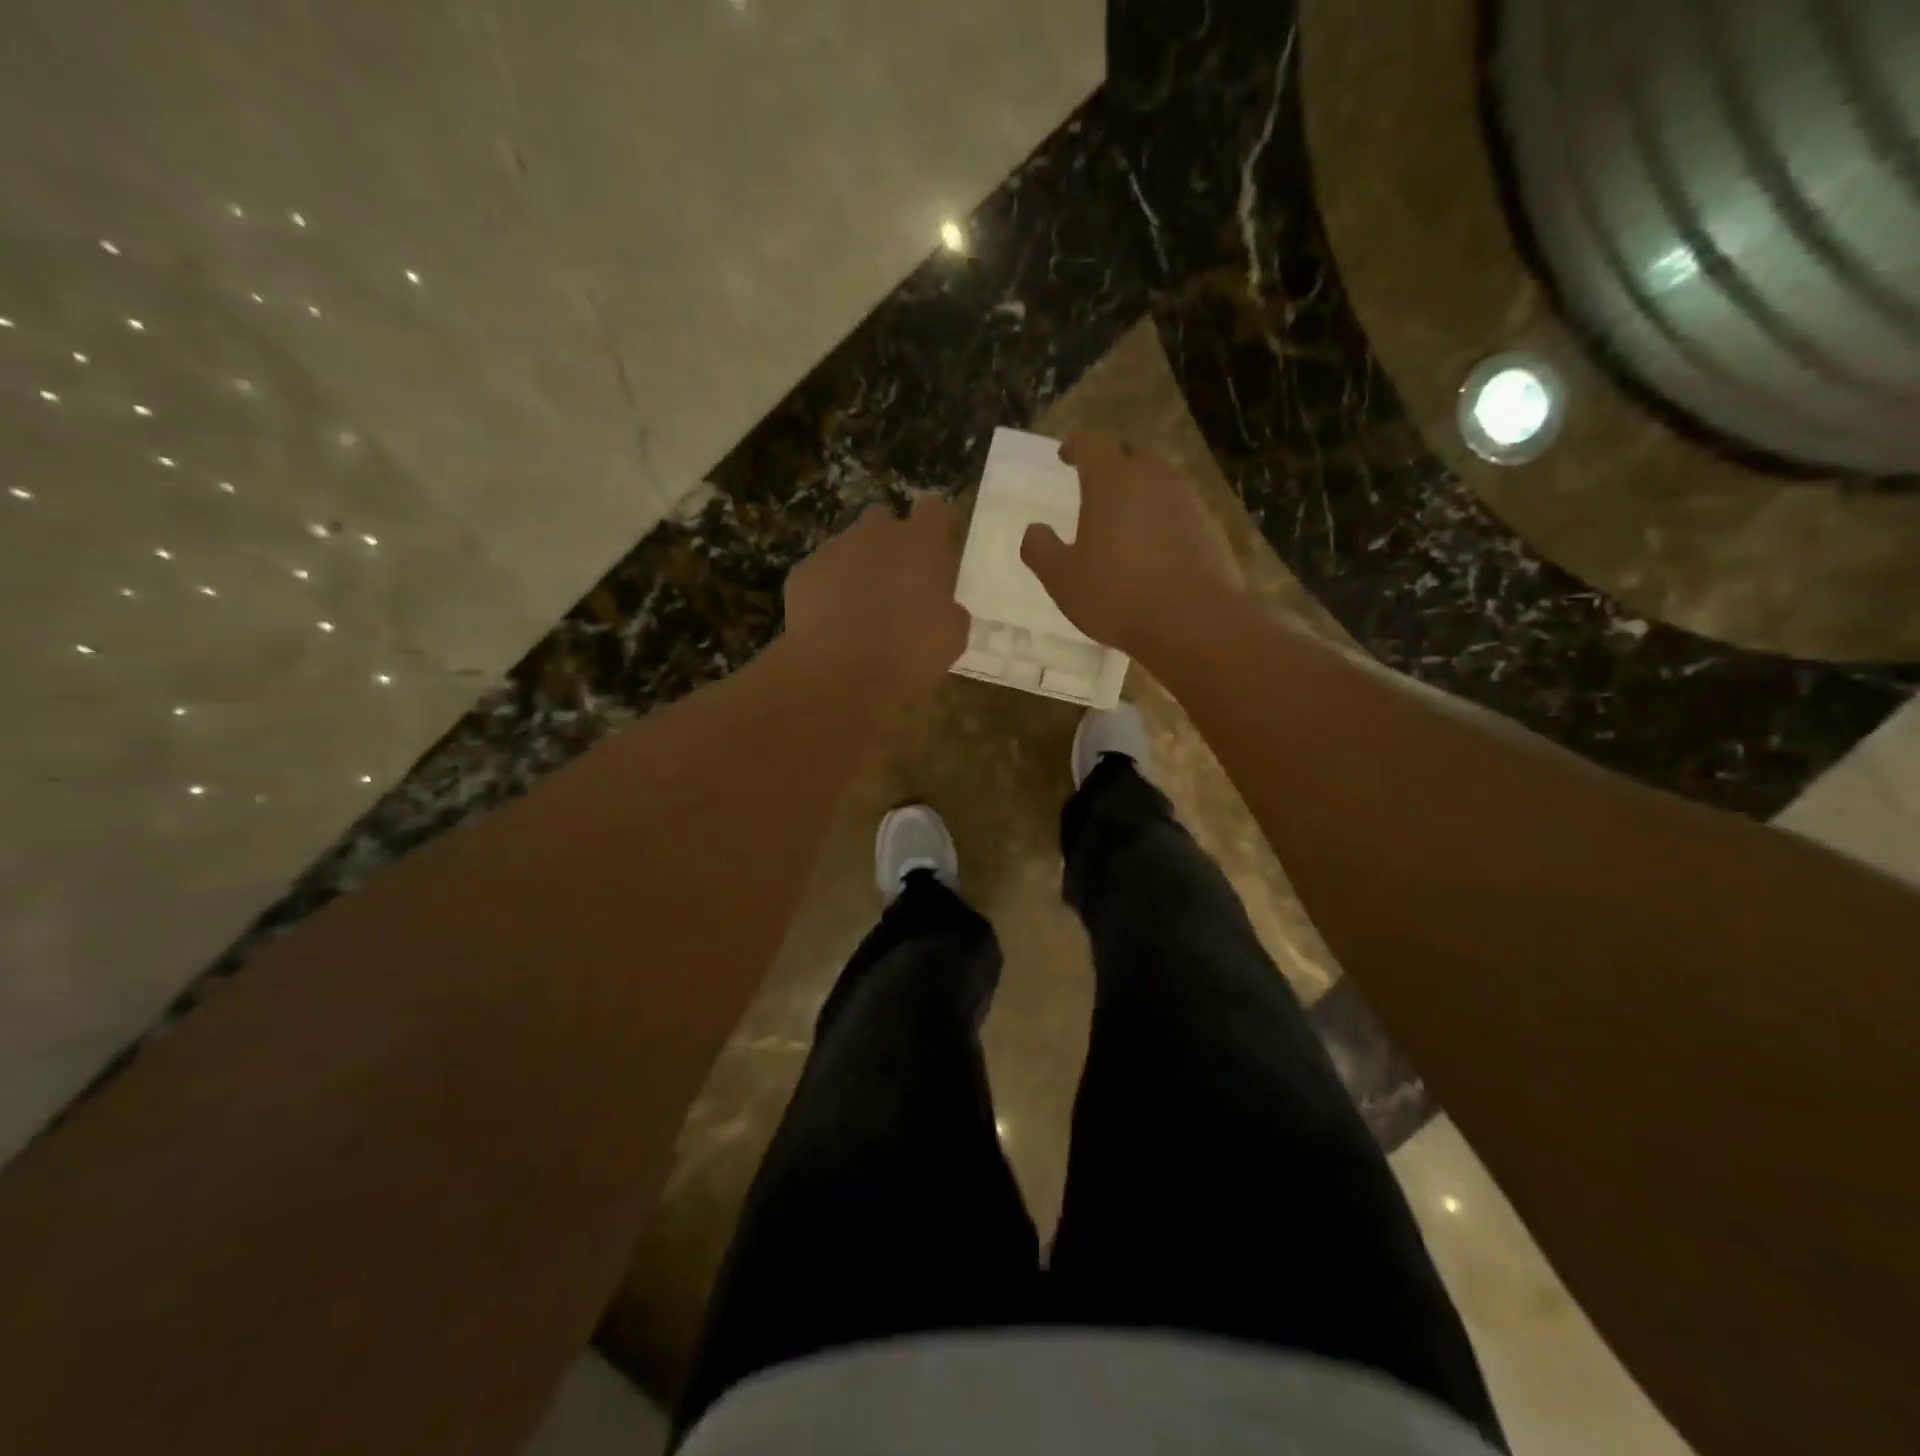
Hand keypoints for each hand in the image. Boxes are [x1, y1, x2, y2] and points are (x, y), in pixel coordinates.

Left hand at [782, 493, 969, 689]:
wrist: (840, 670)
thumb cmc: (909, 652)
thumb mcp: (951, 637)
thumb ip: (949, 610)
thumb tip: (944, 608)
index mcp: (922, 543)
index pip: (933, 508)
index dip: (934, 525)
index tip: (935, 548)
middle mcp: (877, 533)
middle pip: (883, 518)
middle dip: (888, 540)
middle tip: (894, 580)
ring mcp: (834, 548)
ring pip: (848, 546)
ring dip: (856, 568)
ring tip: (858, 610)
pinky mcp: (802, 572)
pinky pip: (819, 574)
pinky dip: (826, 592)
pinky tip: (830, 624)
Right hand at [1020, 434, 1237, 662]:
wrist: (1193, 621)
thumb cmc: (1117, 594)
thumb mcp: (1062, 579)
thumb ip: (1040, 549)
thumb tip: (1034, 530)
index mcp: (1112, 480)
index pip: (1091, 443)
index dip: (1076, 446)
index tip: (1066, 456)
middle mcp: (1153, 477)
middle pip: (1130, 455)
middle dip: (1111, 464)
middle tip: (1095, 485)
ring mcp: (1187, 499)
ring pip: (1158, 481)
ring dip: (1139, 491)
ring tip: (1124, 518)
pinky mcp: (1210, 526)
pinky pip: (1179, 509)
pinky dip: (1162, 517)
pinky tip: (1154, 547)